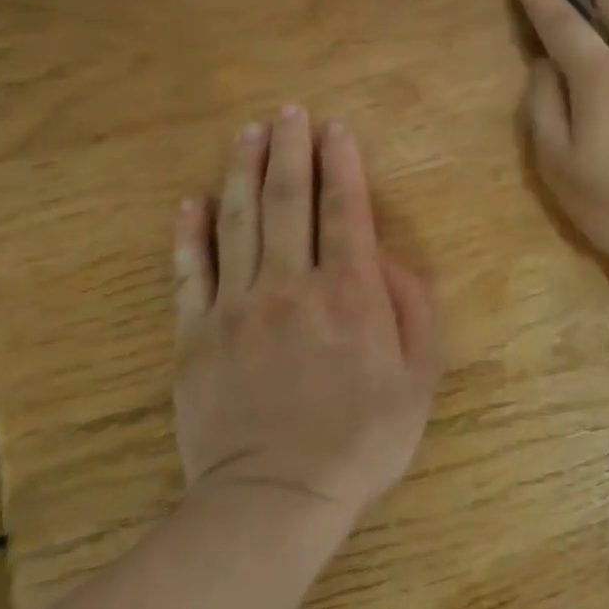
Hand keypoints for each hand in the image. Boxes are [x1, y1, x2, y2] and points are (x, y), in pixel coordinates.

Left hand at [171, 108, 441, 519]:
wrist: (275, 498)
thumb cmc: (361, 439)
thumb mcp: (419, 378)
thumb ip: (412, 308)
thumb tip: (390, 257)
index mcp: (350, 293)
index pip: (344, 211)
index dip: (341, 164)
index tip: (336, 128)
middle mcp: (292, 285)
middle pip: (288, 202)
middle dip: (291, 150)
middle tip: (289, 110)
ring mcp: (237, 307)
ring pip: (239, 222)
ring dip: (244, 171)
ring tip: (248, 132)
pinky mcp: (195, 335)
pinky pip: (190, 272)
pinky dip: (191, 233)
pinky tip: (193, 200)